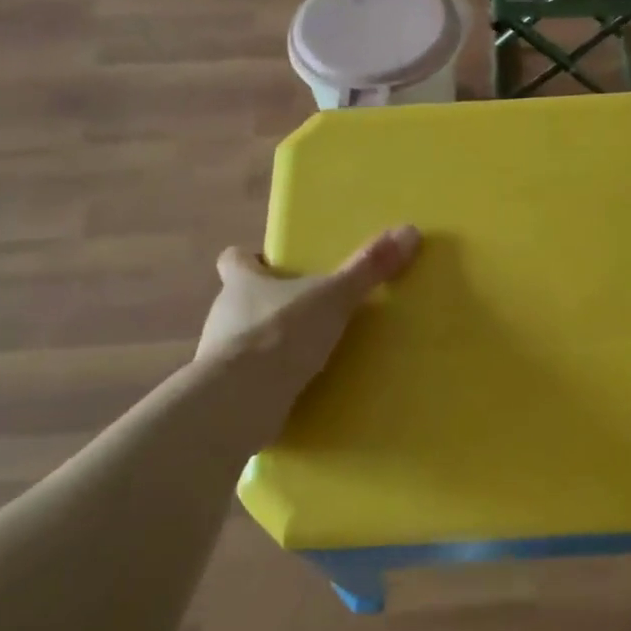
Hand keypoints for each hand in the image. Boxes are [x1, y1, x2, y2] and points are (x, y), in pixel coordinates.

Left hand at [196, 226, 420, 404]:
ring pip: (246, 340)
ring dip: (272, 344)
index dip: (253, 258)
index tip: (277, 264)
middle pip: (242, 299)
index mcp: (241, 283)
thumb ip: (368, 267)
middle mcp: (224, 314)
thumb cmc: (281, 334)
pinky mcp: (227, 392)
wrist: (242, 400)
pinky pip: (251, 380)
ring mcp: (221, 356)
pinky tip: (299, 389)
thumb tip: (409, 230)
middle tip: (310, 309)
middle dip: (271, 303)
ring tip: (311, 353)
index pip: (234, 259)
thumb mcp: (334, 296)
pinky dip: (271, 381)